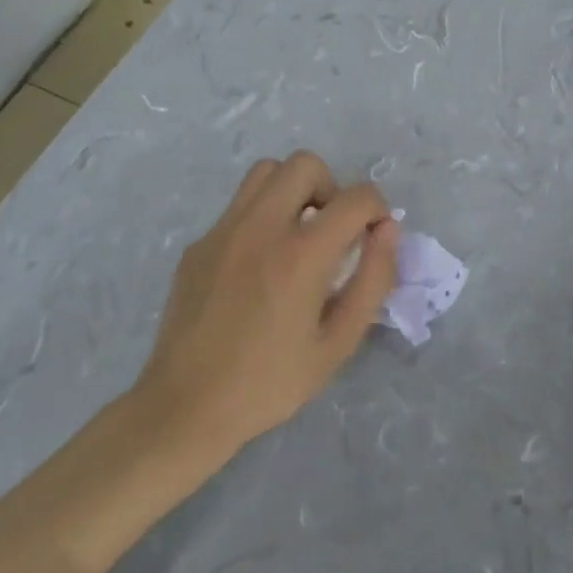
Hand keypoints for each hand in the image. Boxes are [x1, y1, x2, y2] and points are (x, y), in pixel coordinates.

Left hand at [129, 152, 398, 466]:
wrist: (184, 408)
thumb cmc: (270, 382)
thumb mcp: (339, 342)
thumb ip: (373, 279)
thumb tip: (388, 230)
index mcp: (301, 254)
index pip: (357, 197)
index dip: (378, 209)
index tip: (374, 237)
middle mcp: (261, 227)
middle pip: (305, 164)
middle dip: (332, 188)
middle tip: (333, 231)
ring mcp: (223, 231)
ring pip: (266, 172)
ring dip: (293, 191)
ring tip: (297, 235)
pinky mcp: (198, 245)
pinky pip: (239, 207)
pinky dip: (262, 217)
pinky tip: (258, 266)